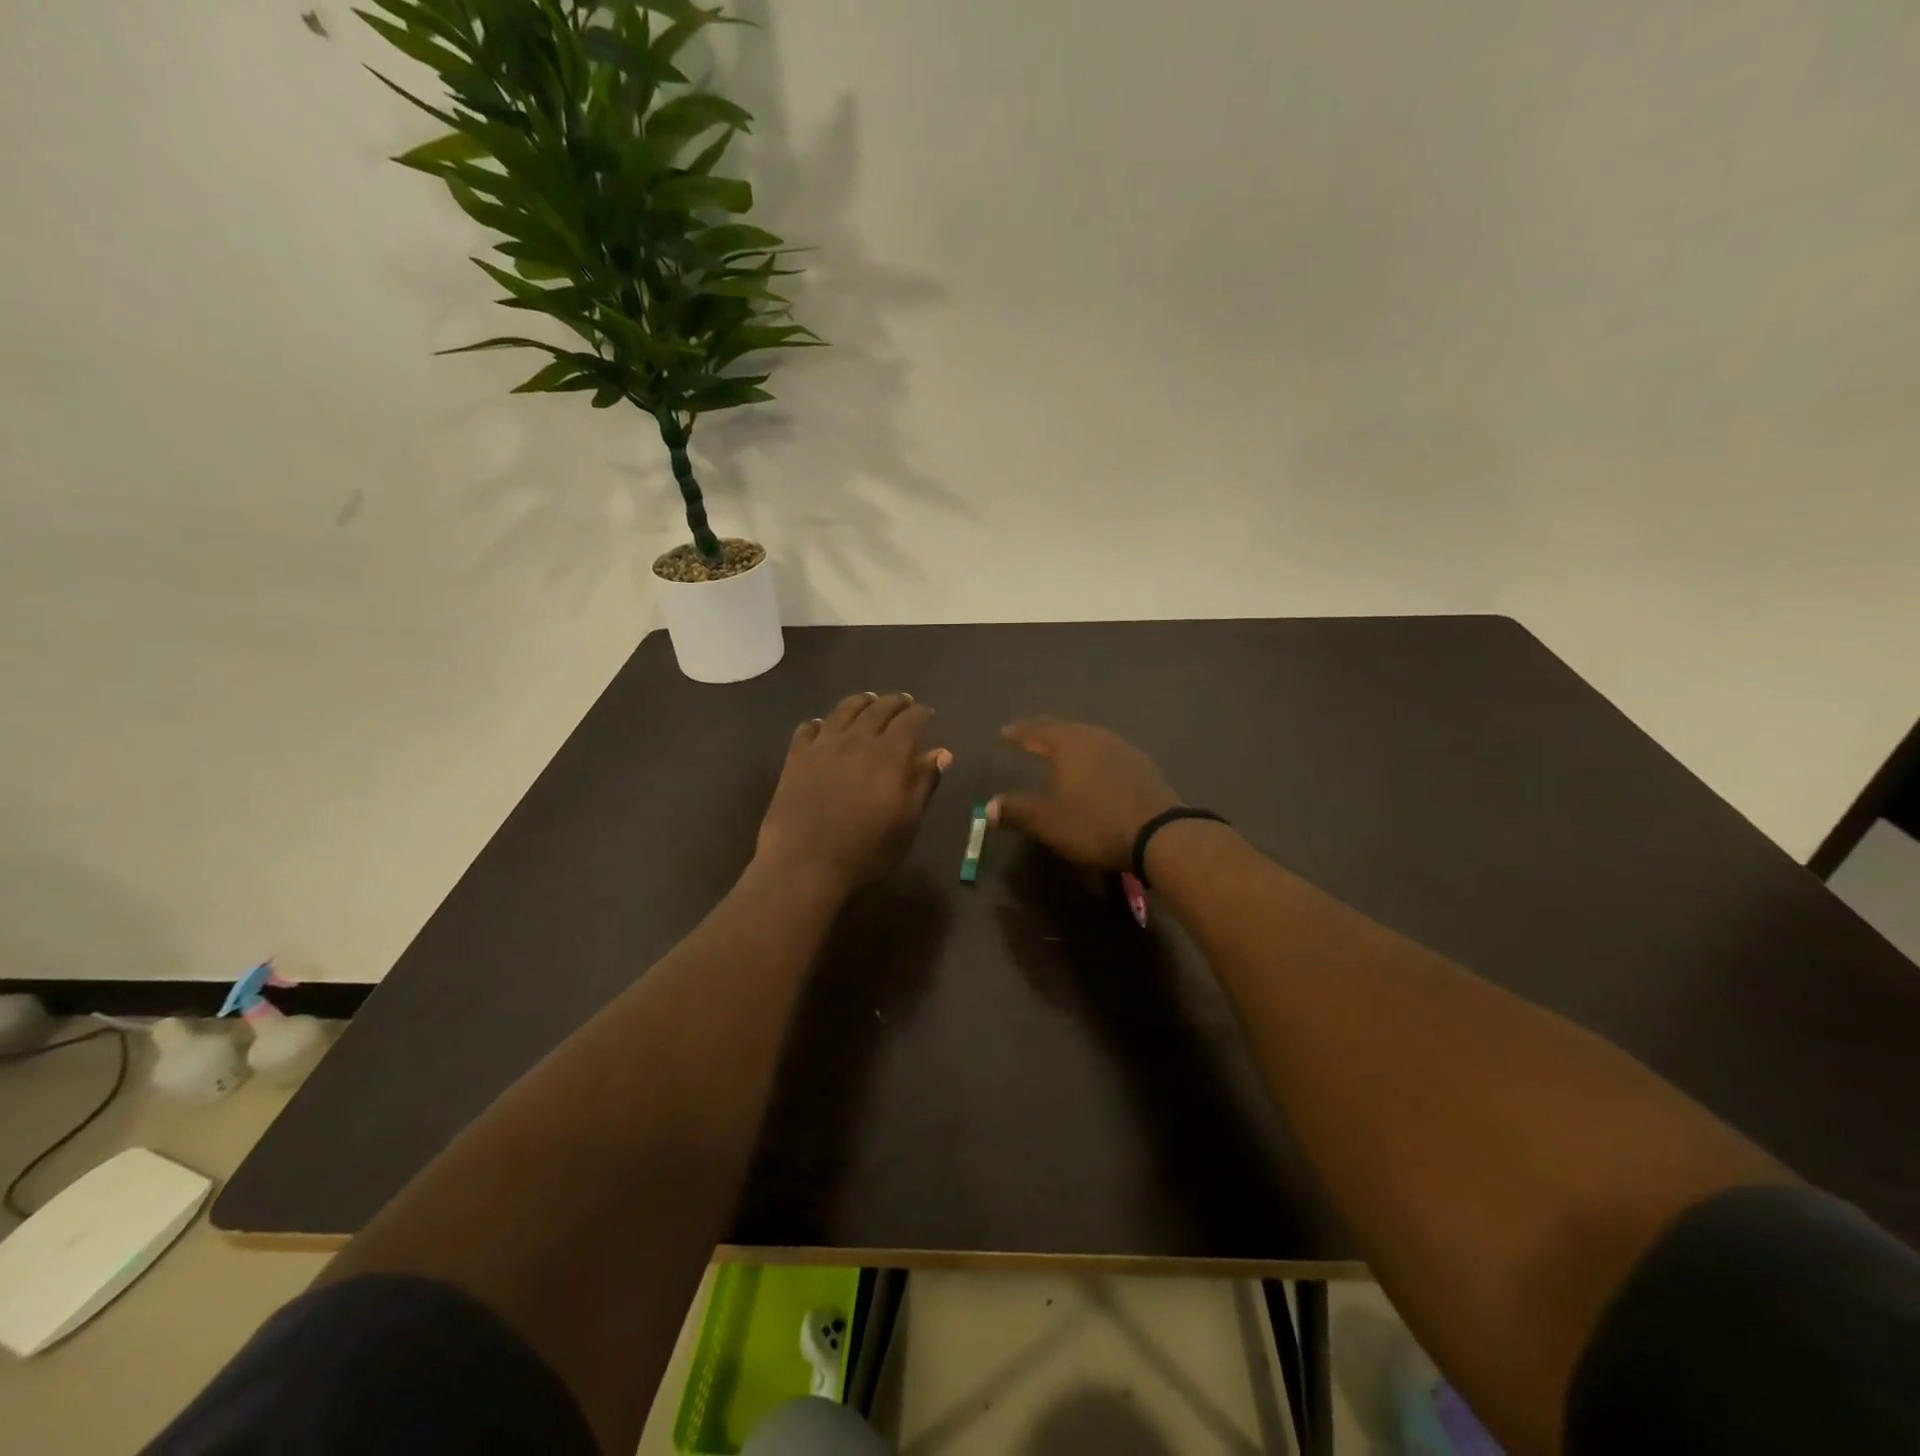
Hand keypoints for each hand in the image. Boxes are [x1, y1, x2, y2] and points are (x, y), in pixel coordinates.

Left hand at [755, 692, 952, 895]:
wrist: (804, 863)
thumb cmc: (865, 850)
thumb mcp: (907, 823)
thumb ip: (924, 783)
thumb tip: (942, 753)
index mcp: (890, 754)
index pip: (910, 721)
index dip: (921, 713)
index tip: (927, 713)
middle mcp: (857, 739)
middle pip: (878, 709)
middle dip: (895, 702)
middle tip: (904, 701)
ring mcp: (823, 745)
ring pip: (844, 711)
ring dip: (860, 702)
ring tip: (868, 700)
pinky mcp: (796, 757)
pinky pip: (808, 729)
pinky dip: (820, 723)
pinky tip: (821, 726)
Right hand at [987, 717, 1179, 870]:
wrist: (1160, 834)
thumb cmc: (1095, 823)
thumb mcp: (1048, 820)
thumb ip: (1017, 810)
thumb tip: (989, 807)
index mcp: (1068, 744)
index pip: (1036, 731)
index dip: (1019, 732)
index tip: (1004, 731)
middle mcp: (1095, 738)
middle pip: (1064, 728)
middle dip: (1044, 731)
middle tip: (1030, 734)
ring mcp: (1123, 749)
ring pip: (1089, 738)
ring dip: (1071, 741)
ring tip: (1060, 749)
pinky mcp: (1142, 766)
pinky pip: (1107, 753)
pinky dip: (1092, 756)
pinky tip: (1095, 768)